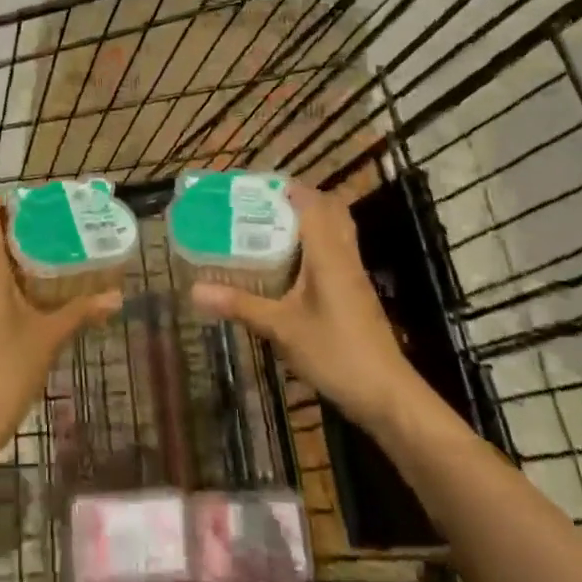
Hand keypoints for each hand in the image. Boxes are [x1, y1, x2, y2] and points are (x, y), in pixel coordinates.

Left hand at [0, 195, 121, 469]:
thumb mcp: (49, 335)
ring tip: (52, 258)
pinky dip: (6, 278)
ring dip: (13, 253)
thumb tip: (118, 295)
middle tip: (57, 231)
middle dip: (19, 226)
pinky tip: (35, 295)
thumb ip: (82, 310)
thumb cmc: (5, 366)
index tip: (41, 209)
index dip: (8, 201)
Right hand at [190, 183, 424, 433]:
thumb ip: (240, 305)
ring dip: (308, 222)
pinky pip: (337, 252)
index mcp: (328, 253)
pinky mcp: (356, 293)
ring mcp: (354, 275)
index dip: (287, 189)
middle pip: (330, 210)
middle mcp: (345, 256)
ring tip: (271, 229)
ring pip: (336, 231)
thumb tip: (194, 290)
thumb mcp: (281, 328)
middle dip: (298, 201)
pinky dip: (315, 246)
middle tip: (262, 207)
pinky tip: (291, 267)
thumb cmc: (335, 352)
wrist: (387, 394)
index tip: (255, 188)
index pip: (313, 203)